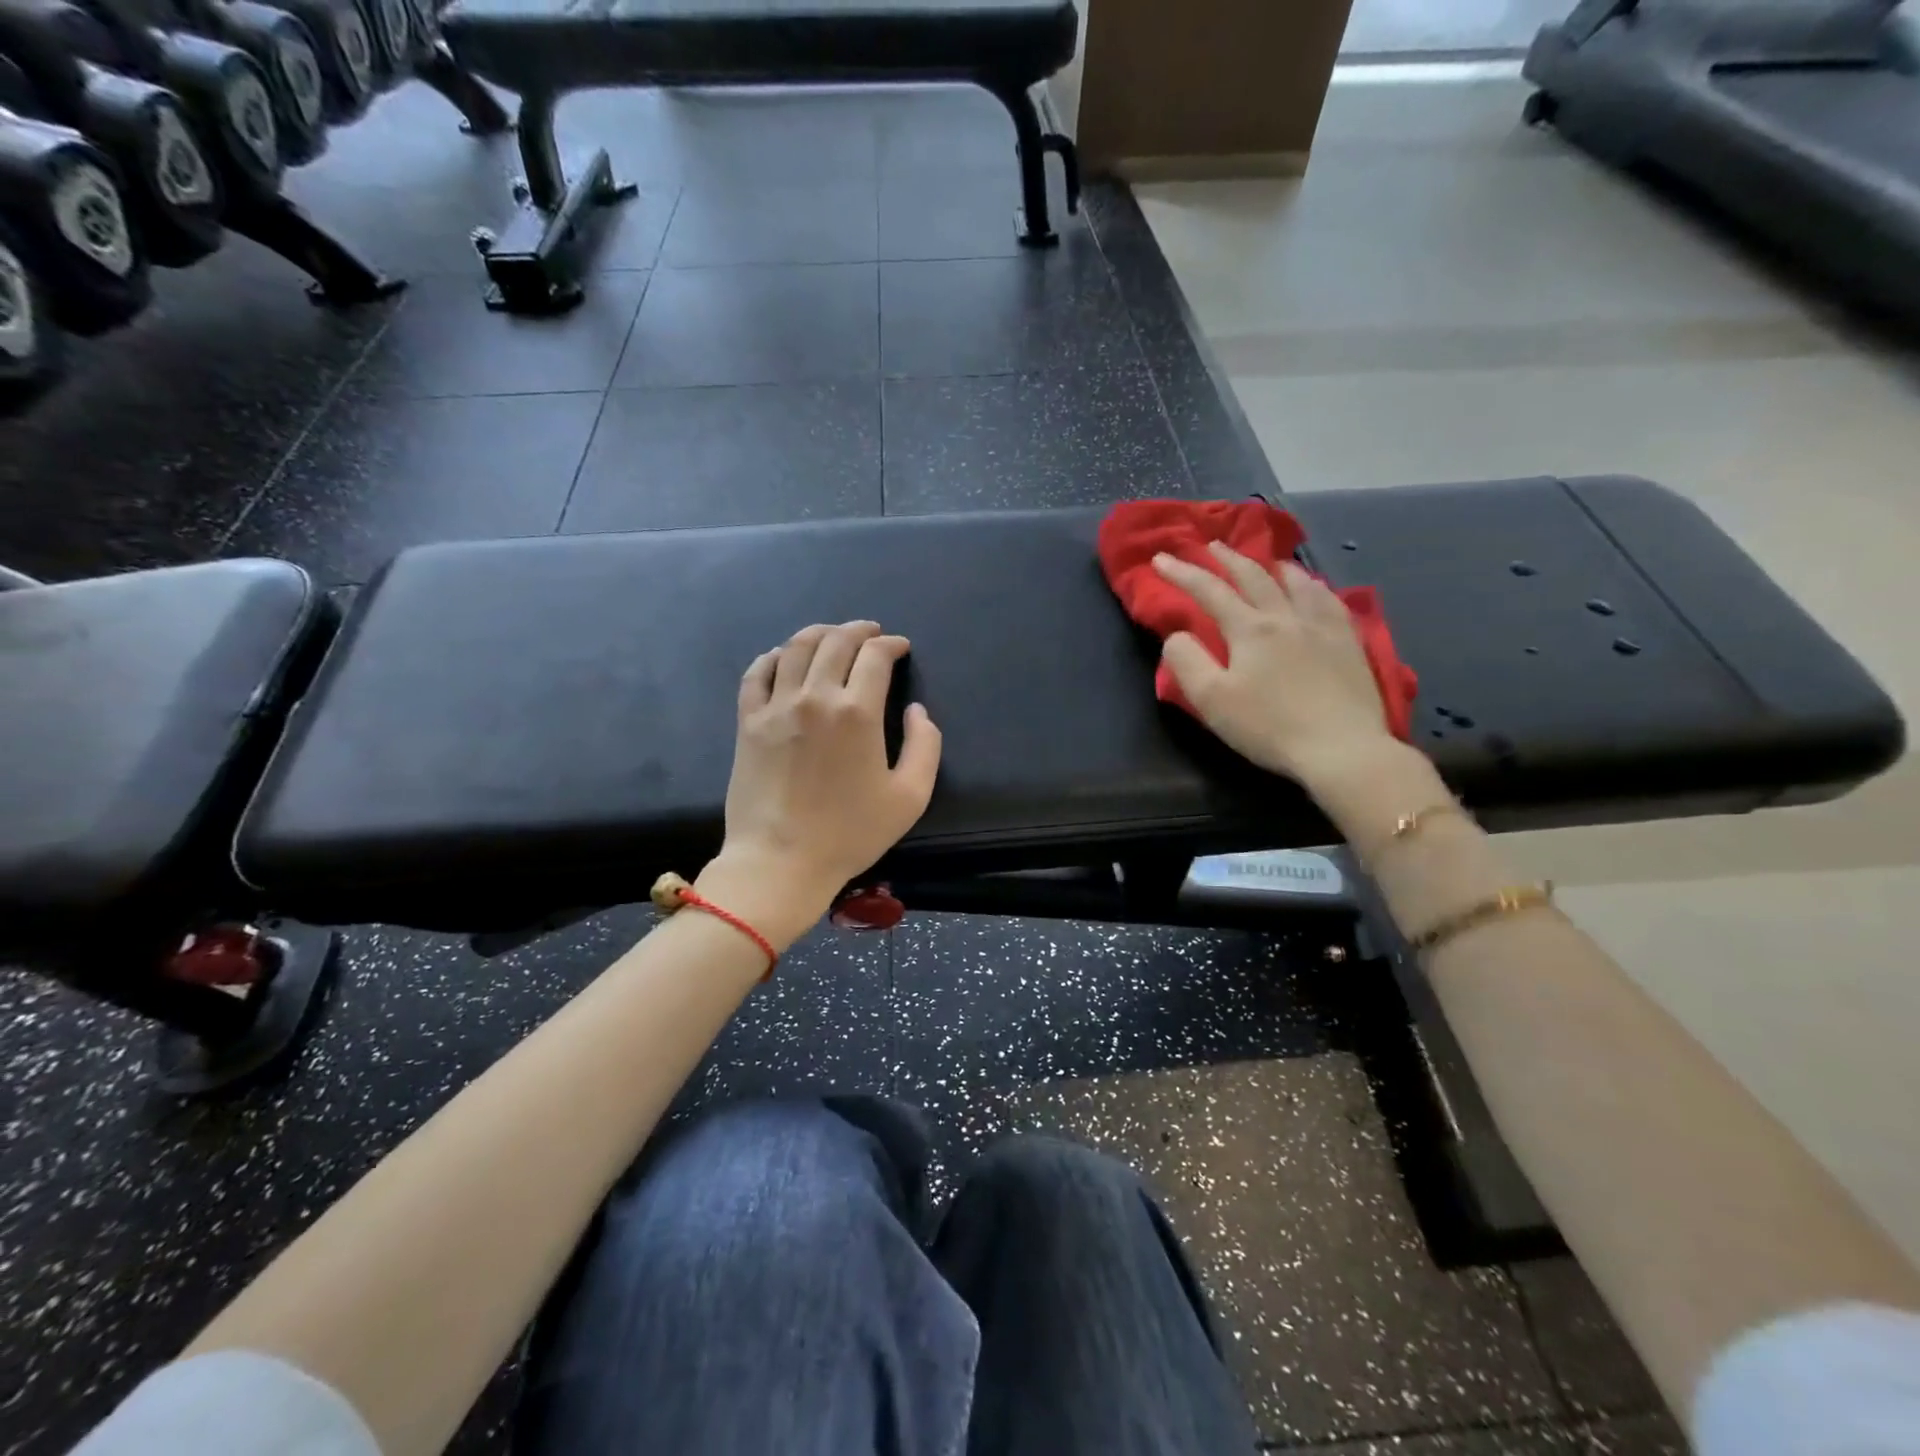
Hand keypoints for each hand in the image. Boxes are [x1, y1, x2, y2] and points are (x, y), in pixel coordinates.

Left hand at [698, 621, 941, 946]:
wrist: (780, 861)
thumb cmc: (850, 833)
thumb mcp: (910, 797)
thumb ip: (926, 746)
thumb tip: (917, 710)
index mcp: (857, 712)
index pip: (875, 656)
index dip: (891, 644)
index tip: (900, 648)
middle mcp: (815, 696)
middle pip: (836, 642)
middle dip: (858, 630)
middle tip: (870, 633)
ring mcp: (776, 706)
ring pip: (795, 648)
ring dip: (819, 633)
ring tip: (832, 635)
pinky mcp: (748, 722)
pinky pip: (757, 673)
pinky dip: (773, 656)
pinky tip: (782, 657)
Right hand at [1154, 544, 1397, 790]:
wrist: (1342, 749)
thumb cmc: (1269, 727)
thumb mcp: (1212, 700)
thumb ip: (1187, 662)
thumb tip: (1177, 635)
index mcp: (1250, 629)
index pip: (1209, 591)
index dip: (1182, 573)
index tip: (1160, 558)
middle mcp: (1286, 617)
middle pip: (1253, 577)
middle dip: (1227, 559)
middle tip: (1210, 546)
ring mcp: (1322, 627)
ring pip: (1296, 582)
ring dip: (1272, 566)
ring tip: (1265, 561)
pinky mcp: (1350, 643)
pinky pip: (1329, 600)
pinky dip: (1313, 586)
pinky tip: (1313, 588)